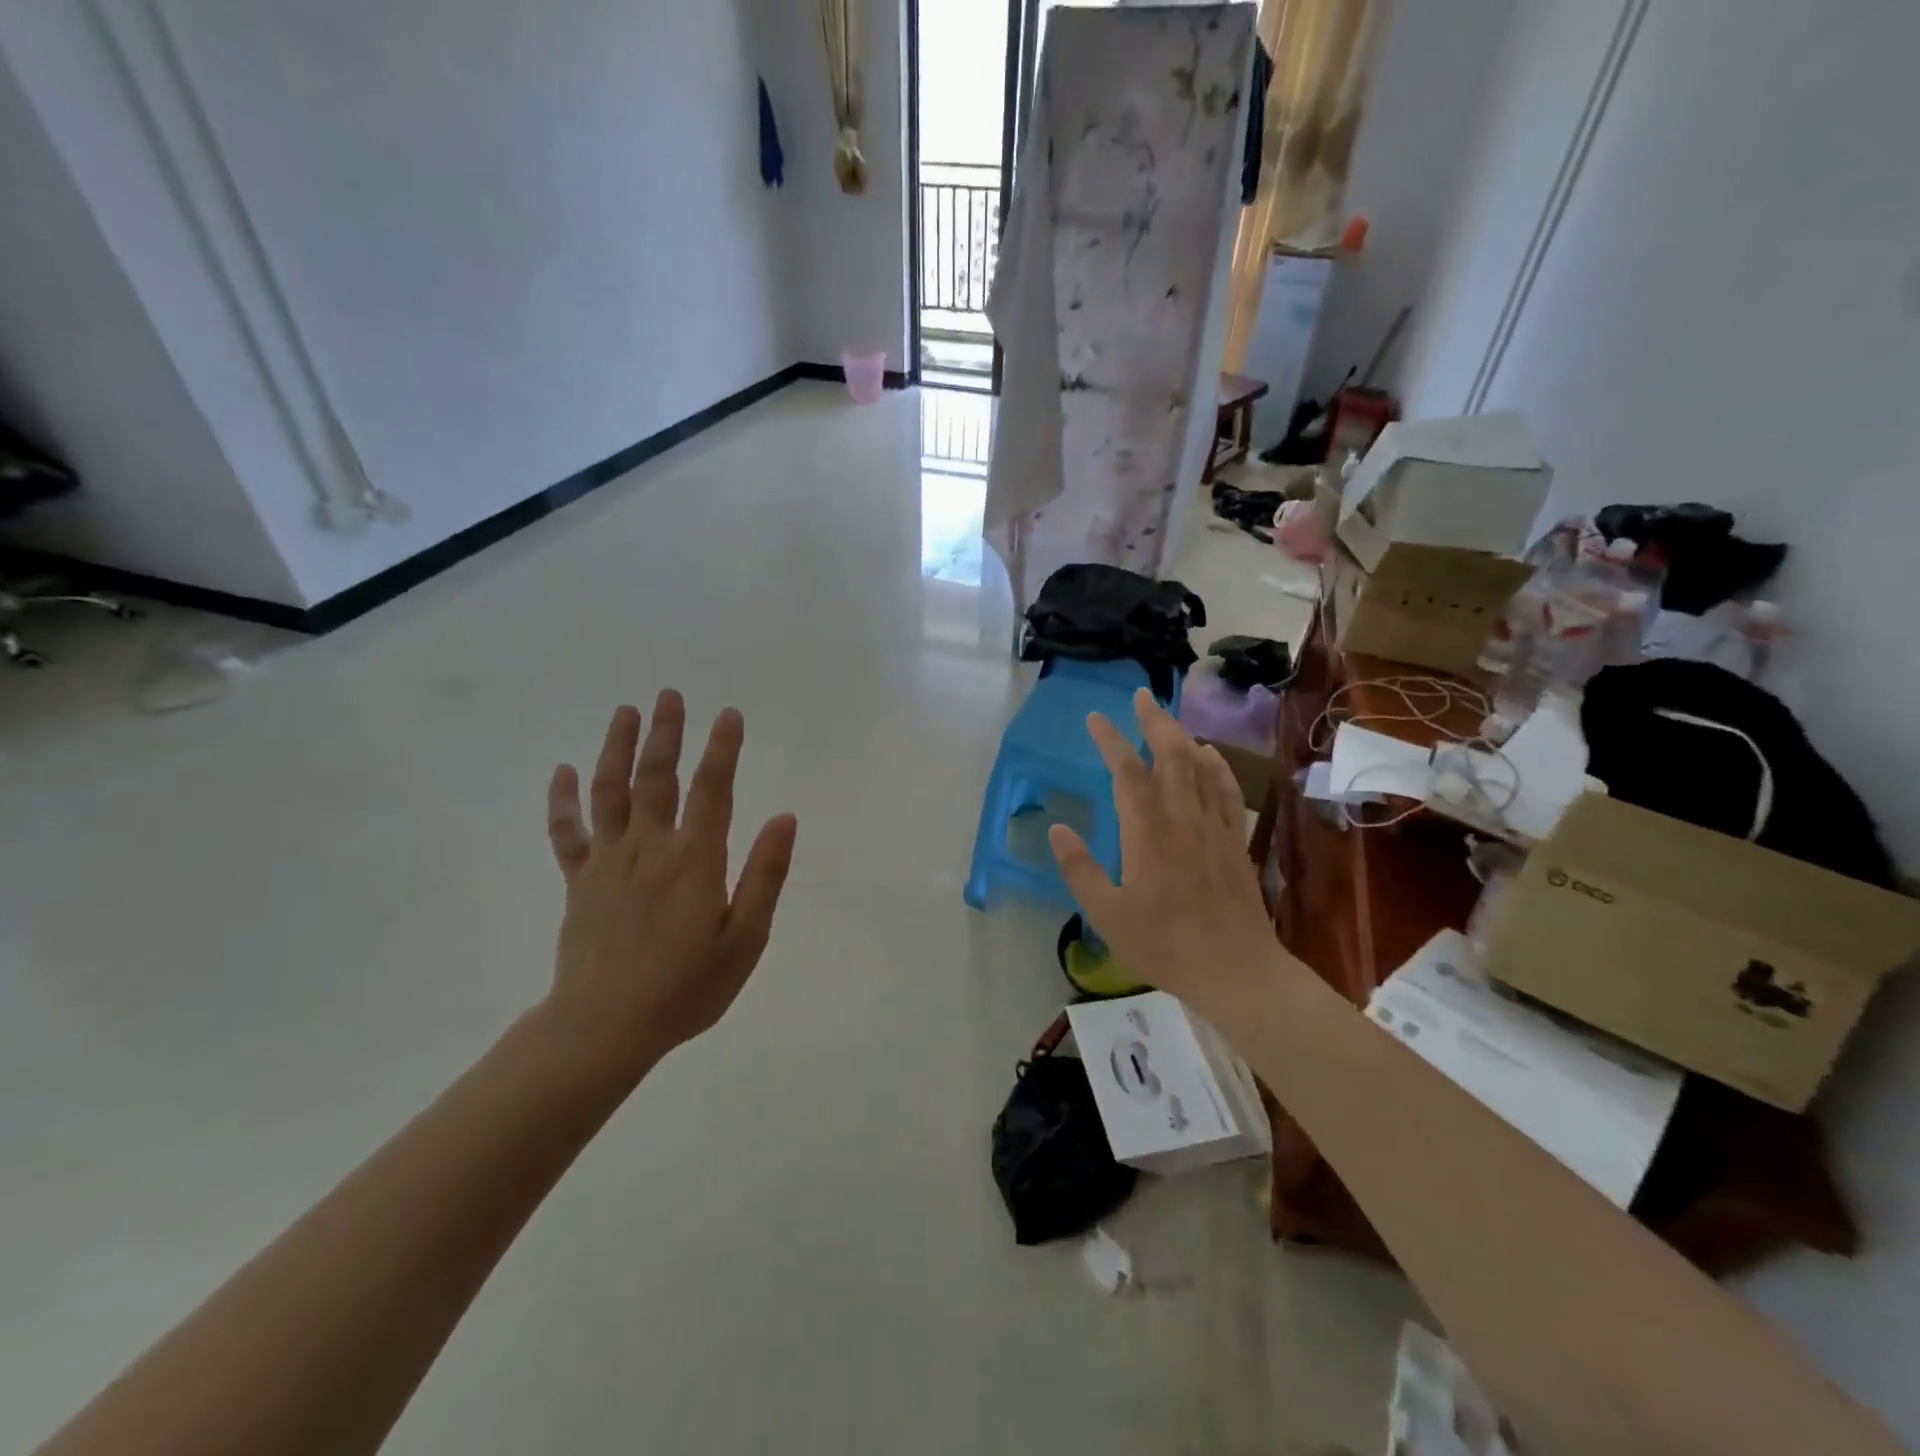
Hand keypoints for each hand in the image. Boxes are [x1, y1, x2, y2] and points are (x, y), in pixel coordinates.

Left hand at [543, 692, 797, 1081]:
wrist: (603, 1028)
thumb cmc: (686, 987)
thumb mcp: (745, 939)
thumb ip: (765, 875)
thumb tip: (785, 818)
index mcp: (695, 860)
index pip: (712, 790)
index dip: (723, 750)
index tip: (730, 714)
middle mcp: (650, 848)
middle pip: (656, 777)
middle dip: (666, 733)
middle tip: (671, 694)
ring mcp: (608, 861)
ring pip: (610, 791)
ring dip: (617, 748)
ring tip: (626, 711)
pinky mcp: (579, 880)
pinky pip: (567, 831)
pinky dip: (562, 799)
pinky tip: (561, 770)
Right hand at [1049, 688, 1281, 1010]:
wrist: (1235, 970)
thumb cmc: (1163, 944)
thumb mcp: (1106, 914)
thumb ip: (1079, 869)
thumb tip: (1057, 829)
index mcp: (1147, 831)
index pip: (1127, 771)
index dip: (1110, 740)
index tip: (1095, 718)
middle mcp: (1182, 817)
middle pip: (1171, 754)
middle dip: (1153, 720)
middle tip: (1140, 696)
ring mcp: (1214, 826)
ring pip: (1200, 765)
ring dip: (1182, 735)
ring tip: (1168, 717)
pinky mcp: (1235, 840)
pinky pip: (1226, 789)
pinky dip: (1216, 765)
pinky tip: (1210, 755)